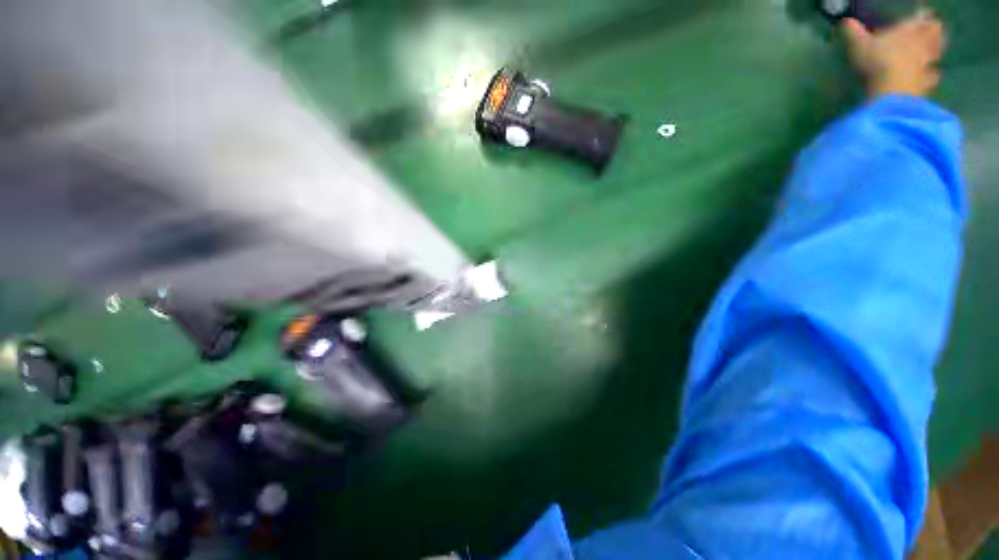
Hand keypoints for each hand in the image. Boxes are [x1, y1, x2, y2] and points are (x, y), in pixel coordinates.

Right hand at [842, 10, 946, 97]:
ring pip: (937, 52)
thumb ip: (853, 33)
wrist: (893, 90)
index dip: (922, 14)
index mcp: (907, 31)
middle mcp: (921, 43)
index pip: (919, 17)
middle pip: (935, 33)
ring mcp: (926, 63)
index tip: (926, 12)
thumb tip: (845, 21)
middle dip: (935, 30)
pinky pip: (933, 76)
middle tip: (936, 27)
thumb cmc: (877, 62)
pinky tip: (933, 75)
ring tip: (936, 50)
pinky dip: (933, 75)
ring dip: (937, 50)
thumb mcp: (859, 45)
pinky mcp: (926, 81)